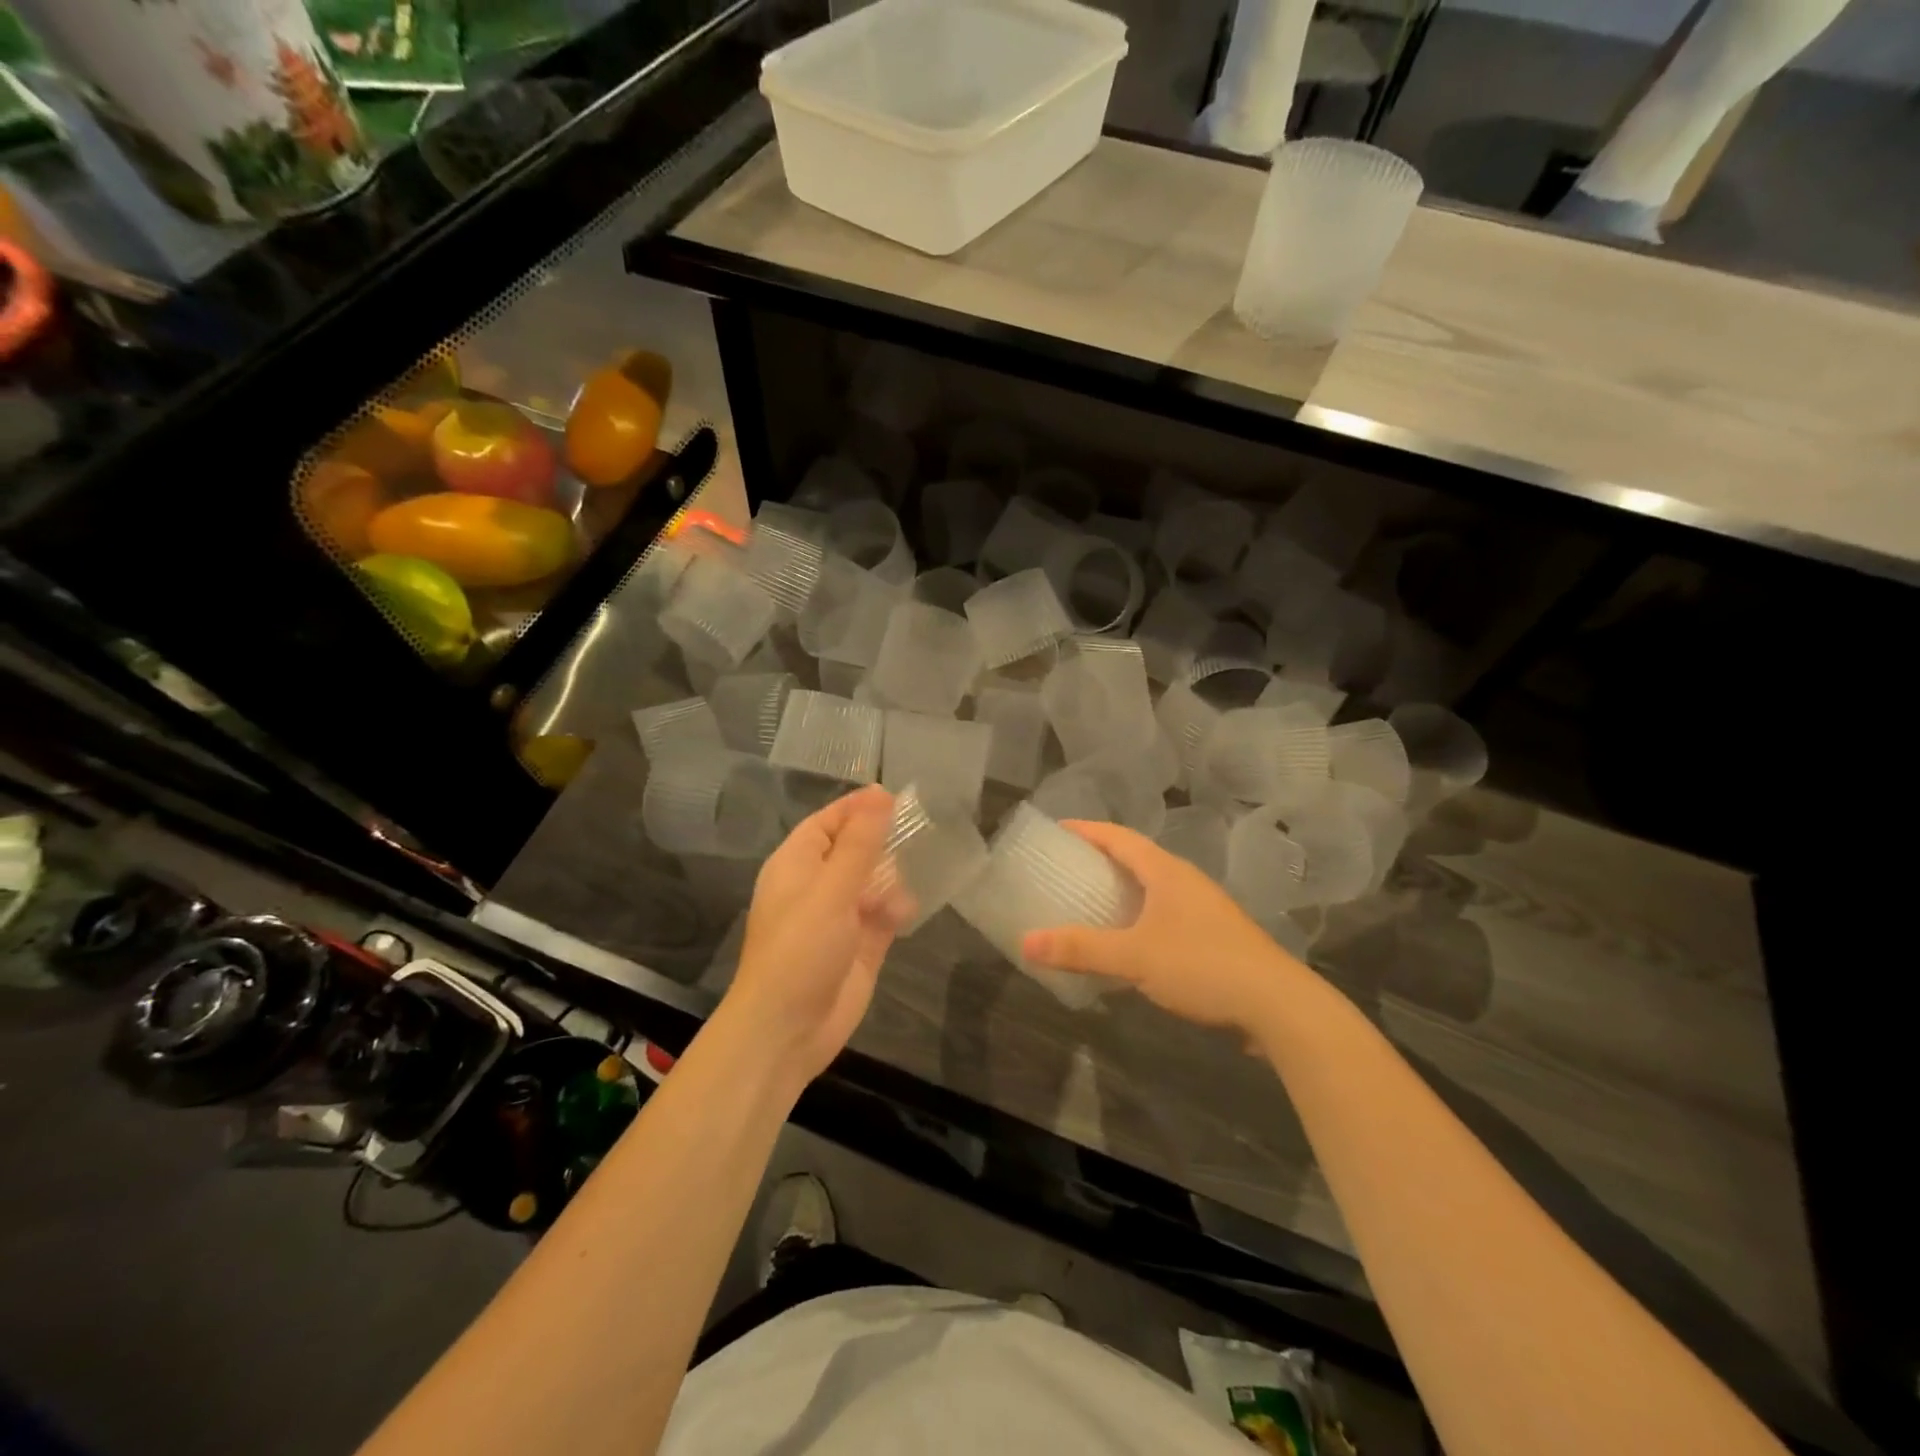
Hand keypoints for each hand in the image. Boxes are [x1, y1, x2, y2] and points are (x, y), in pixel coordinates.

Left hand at [723, 785, 897, 1091]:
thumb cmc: (801, 950)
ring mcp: (840, 917)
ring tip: (907, 881)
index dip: (857, 808)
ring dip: (891, 879)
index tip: (895, 796)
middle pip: (855, 850)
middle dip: (882, 843)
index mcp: (797, 865)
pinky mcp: (861, 945)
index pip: (828, 822)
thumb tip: (880, 794)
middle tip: (919, 832)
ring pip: (874, 881)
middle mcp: (817, 885)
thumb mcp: (831, 890)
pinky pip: (884, 914)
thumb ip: (859, 844)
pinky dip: (896, 910)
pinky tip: (903, 913)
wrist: (788, 1031)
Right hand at [1020, 821, 1303, 1037]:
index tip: (1058, 830)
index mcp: (1166, 871)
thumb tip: (1026, 942)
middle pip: (1136, 859)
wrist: (1277, 1005)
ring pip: (1153, 889)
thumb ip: (1080, 948)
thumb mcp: (1134, 956)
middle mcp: (1185, 881)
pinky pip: (1165, 916)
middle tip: (1066, 869)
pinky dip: (1139, 919)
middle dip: (1100, 860)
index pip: (1118, 837)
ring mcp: (1203, 909)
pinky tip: (1128, 944)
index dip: (1087, 830)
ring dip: (1122, 892)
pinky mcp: (1214, 937)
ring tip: (1089, 904)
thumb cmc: (1202, 965)